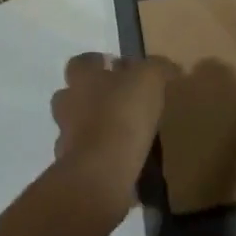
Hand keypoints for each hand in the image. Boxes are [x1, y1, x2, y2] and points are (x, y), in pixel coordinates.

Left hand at [49, 52, 176, 208]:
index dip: (97, 64)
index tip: (116, 69)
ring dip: (94, 129)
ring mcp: (66, 139)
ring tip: (124, 136)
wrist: (101, 173)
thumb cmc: (122, 114)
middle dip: (91, 97)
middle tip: (120, 102)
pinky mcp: (73, 171)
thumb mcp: (149, 79)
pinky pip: (86, 159)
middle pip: (72, 95)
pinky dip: (101, 159)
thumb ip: (158, 68)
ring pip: (76, 128)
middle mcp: (68, 104)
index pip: (80, 62)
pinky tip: (123, 164)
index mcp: (82, 78)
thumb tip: (169, 67)